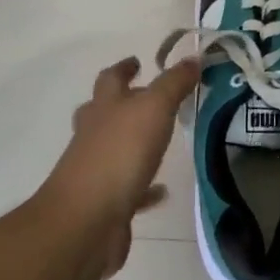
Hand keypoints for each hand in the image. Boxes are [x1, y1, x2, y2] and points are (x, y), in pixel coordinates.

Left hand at [39, 56, 199, 278]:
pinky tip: (163, 190)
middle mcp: (95, 135)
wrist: (86, 222)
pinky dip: (145, 188)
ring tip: (160, 141)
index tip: (138, 61)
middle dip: (122, 103)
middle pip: (104, 112)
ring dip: (134, 143)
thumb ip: (174, 84)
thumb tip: (193, 57)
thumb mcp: (154, 108)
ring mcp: (97, 171)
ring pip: (115, 149)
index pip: (111, 78)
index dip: (124, 68)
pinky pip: (130, 190)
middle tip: (147, 98)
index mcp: (104, 107)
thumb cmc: (119, 154)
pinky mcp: (106, 204)